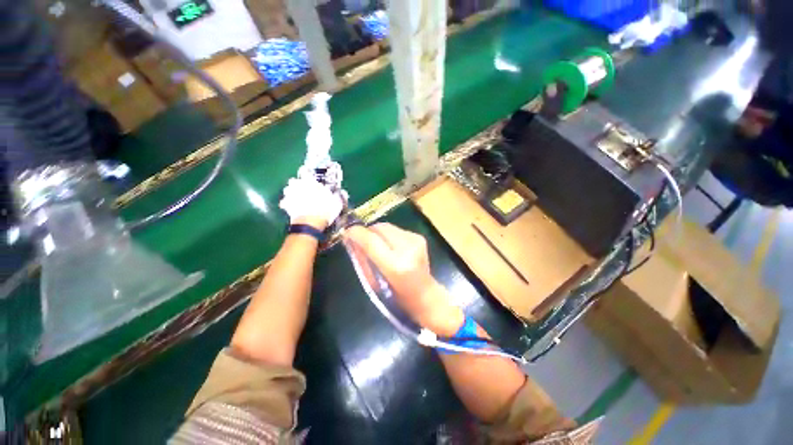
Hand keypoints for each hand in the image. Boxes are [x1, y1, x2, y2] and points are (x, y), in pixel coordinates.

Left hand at [279, 176, 343, 230]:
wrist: (310, 223)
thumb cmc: (325, 210)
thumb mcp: (336, 203)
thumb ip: (337, 196)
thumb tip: (343, 193)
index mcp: (311, 182)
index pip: (306, 173)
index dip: (308, 176)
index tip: (311, 179)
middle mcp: (299, 186)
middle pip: (294, 181)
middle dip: (298, 185)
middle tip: (304, 190)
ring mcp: (290, 195)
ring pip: (288, 190)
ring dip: (291, 193)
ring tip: (297, 198)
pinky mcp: (286, 205)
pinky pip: (285, 202)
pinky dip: (287, 204)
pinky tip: (292, 208)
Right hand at [344, 223, 464, 335]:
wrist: (426, 295)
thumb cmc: (398, 296)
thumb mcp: (375, 283)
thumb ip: (364, 259)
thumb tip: (352, 240)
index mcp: (396, 265)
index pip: (372, 241)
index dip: (357, 233)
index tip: (347, 231)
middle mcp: (408, 249)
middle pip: (380, 228)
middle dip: (367, 231)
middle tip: (360, 238)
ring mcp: (416, 241)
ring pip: (388, 226)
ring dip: (378, 232)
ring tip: (376, 243)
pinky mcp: (419, 237)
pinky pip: (397, 230)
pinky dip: (388, 235)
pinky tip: (389, 245)